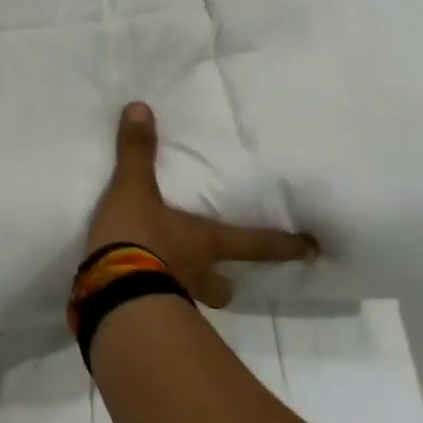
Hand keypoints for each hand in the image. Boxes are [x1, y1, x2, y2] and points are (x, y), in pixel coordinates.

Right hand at [88, 102, 318, 307]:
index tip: (312, 250)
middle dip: (226, 283)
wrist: (110, 290)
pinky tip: (136, 292)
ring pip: (195, 300)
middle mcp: (197, 273)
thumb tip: (141, 107)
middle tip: (224, 278)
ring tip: (174, 285)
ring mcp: (173, 298)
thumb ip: (137, 152)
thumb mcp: (134, 190)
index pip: (254, 243)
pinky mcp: (143, 315)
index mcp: (205, 242)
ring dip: (191, 293)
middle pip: (224, 286)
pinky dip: (151, 299)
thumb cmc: (136, 238)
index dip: (283, 245)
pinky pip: (157, 307)